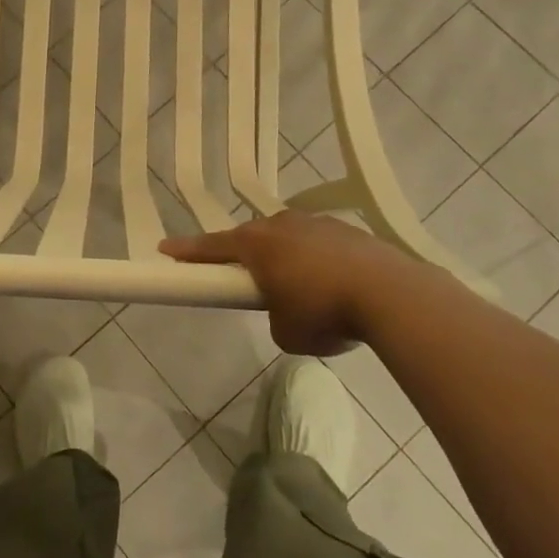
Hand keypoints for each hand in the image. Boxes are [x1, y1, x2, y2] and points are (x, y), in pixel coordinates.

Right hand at [161, 211, 409, 355]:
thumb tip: (287, 311)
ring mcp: (318, 223)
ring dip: (286, 256)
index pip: (211, 247)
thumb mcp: (286, 333)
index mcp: (257, 245)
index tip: (165, 248)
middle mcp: (282, 225)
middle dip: (244, 255)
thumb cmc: (325, 313)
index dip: (187, 251)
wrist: (392, 295)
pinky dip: (319, 261)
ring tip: (300, 287)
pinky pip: (321, 243)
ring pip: (289, 237)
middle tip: (243, 276)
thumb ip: (274, 318)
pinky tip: (336, 284)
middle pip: (252, 237)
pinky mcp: (350, 231)